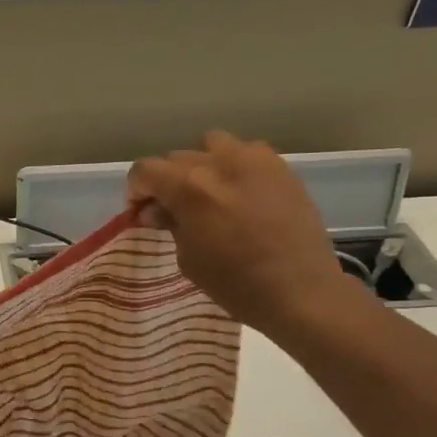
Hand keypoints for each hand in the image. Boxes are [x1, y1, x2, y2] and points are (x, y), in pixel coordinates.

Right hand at [127, 131, 367, 339]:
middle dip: (166, 180)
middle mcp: (219, 164)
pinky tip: (239, 192)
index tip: (140, 212)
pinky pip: (247, 153)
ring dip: (201, 164)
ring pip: (212, 144)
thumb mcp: (188, 258)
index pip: (145, 170)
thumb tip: (156, 210)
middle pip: (176, 158)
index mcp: (189, 188)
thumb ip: (170, 224)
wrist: (300, 292)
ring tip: (207, 191)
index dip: (135, 190)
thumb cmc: (235, 284)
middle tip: (171, 208)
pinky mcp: (281, 168)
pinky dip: (234, 166)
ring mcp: (255, 161)